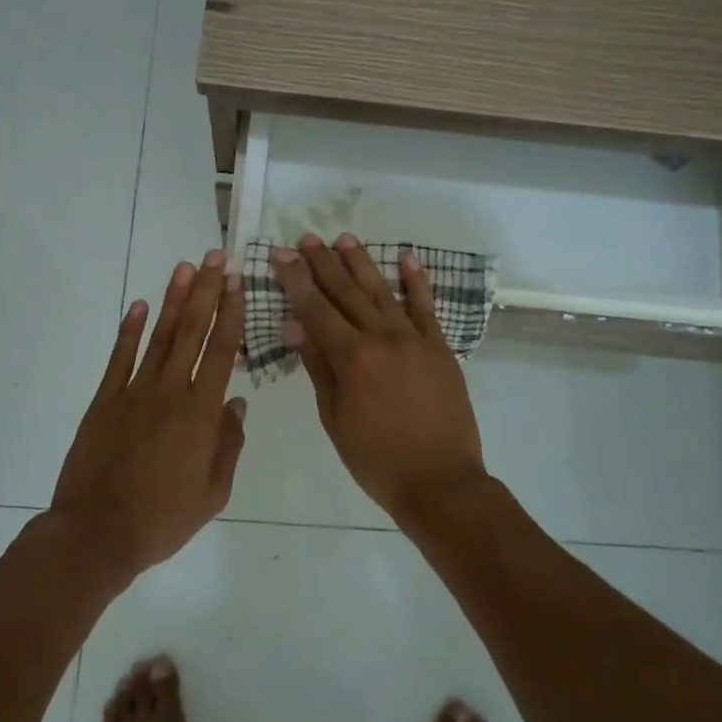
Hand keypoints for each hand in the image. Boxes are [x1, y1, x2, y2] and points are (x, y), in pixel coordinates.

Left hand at [51, 252, 245, 574]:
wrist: (97, 533)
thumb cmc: (163, 518)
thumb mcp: (214, 492)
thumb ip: (229, 443)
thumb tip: (237, 402)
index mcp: (201, 413)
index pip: (222, 351)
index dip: (231, 313)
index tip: (237, 282)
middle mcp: (171, 392)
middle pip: (192, 332)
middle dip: (206, 291)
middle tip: (215, 257)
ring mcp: (134, 392)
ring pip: (158, 336)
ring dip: (172, 300)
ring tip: (184, 267)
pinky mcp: (104, 400)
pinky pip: (119, 358)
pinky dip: (129, 330)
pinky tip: (138, 305)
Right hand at [269, 234, 486, 521]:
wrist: (441, 482)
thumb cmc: (376, 459)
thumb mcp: (335, 418)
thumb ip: (317, 367)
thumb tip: (294, 325)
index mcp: (351, 358)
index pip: (315, 309)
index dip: (295, 281)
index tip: (280, 256)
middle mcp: (382, 338)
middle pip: (346, 292)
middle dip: (323, 263)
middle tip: (306, 239)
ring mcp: (414, 339)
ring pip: (382, 291)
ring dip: (361, 263)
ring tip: (343, 238)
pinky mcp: (440, 347)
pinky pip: (426, 307)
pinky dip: (417, 281)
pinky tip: (407, 258)